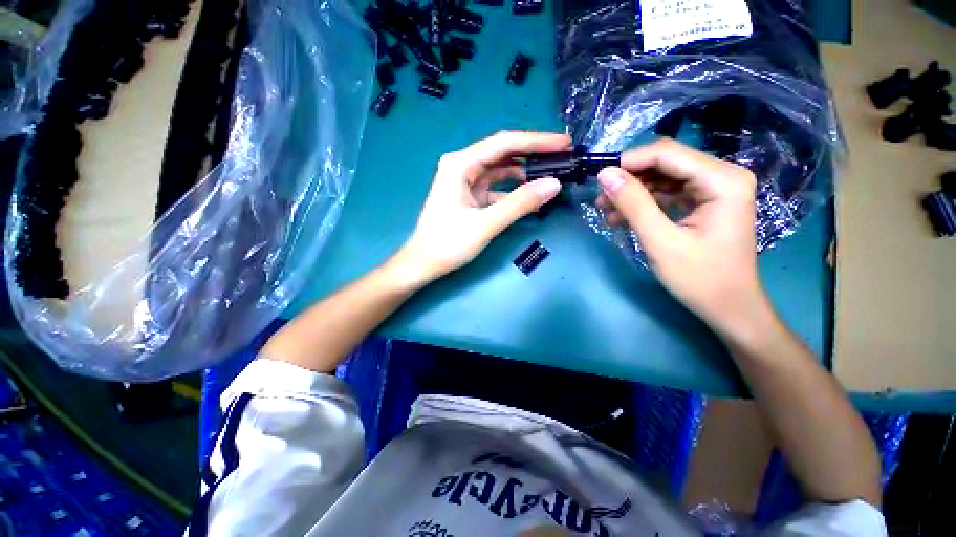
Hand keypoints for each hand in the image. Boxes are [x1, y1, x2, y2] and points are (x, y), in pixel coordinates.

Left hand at [390, 131, 570, 287]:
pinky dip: (513, 193)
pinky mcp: (469, 196)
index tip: (564, 143)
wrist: (423, 264)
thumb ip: (520, 203)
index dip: (537, 141)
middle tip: (563, 157)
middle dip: (533, 155)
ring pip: (501, 171)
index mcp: (461, 164)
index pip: (505, 143)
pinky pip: (496, 188)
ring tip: (552, 176)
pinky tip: (530, 199)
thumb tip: (554, 184)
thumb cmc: (448, 243)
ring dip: (525, 174)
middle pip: (503, 154)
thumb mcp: (486, 224)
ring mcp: (465, 182)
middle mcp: (462, 166)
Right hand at [595, 138, 768, 338]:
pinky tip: (621, 217)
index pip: (667, 153)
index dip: (628, 161)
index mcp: (722, 180)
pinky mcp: (705, 202)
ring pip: (663, 177)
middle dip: (629, 178)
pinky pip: (668, 193)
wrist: (728, 308)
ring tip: (605, 210)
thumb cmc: (700, 279)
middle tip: (600, 198)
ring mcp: (715, 188)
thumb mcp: (660, 241)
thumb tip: (605, 175)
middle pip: (665, 162)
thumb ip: (633, 204)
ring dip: (633, 192)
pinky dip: (643, 203)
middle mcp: (723, 175)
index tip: (598, 178)